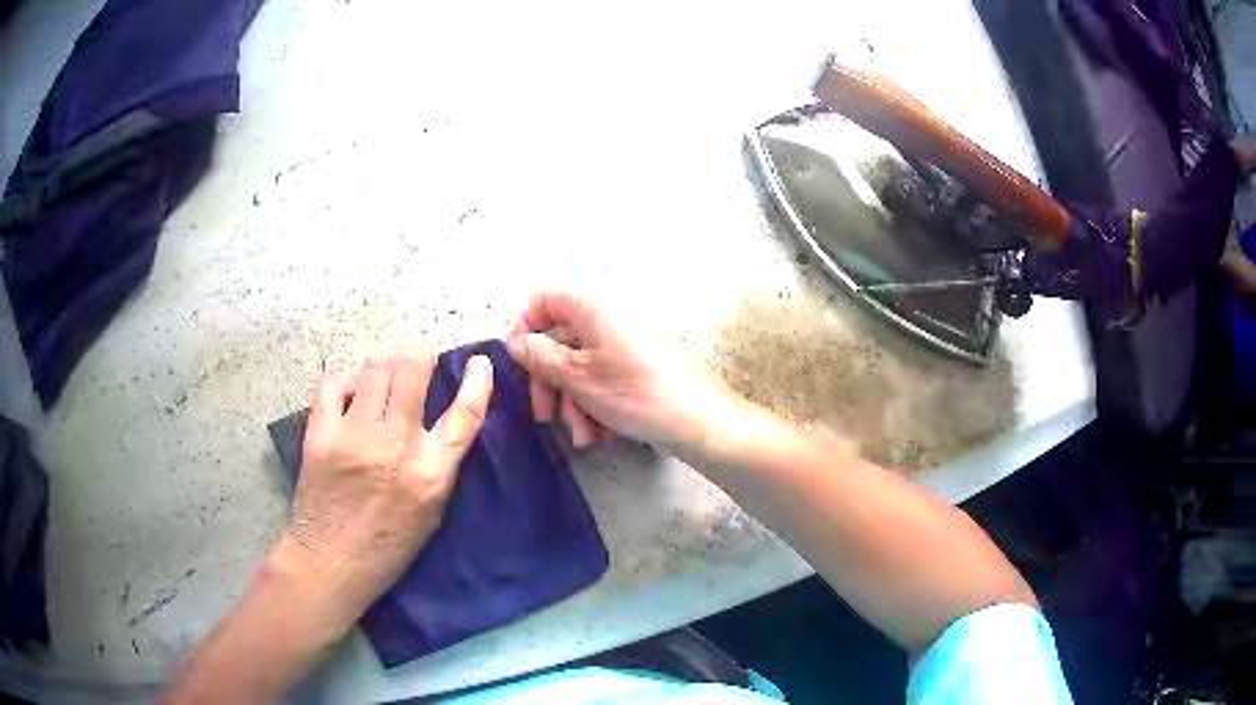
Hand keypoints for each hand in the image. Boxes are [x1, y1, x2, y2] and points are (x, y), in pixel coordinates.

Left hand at [288, 347, 493, 606]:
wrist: (333, 560)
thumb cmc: (388, 544)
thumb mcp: (432, 510)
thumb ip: (439, 464)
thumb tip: (436, 418)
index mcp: (432, 472)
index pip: (465, 414)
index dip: (478, 381)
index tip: (479, 362)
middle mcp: (397, 445)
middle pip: (413, 369)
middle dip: (419, 351)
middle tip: (417, 353)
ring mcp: (356, 435)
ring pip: (375, 368)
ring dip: (385, 363)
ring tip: (384, 371)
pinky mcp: (322, 433)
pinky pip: (335, 383)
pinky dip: (346, 381)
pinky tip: (350, 393)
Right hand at [505, 291, 736, 455]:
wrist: (698, 421)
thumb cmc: (634, 392)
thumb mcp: (577, 377)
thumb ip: (539, 356)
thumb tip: (517, 342)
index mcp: (594, 305)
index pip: (544, 300)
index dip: (525, 329)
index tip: (519, 364)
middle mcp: (611, 314)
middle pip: (561, 339)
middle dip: (550, 381)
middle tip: (546, 416)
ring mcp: (627, 340)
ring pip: (581, 363)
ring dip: (573, 401)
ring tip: (582, 436)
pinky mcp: (640, 363)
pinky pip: (604, 374)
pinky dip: (595, 402)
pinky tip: (600, 433)